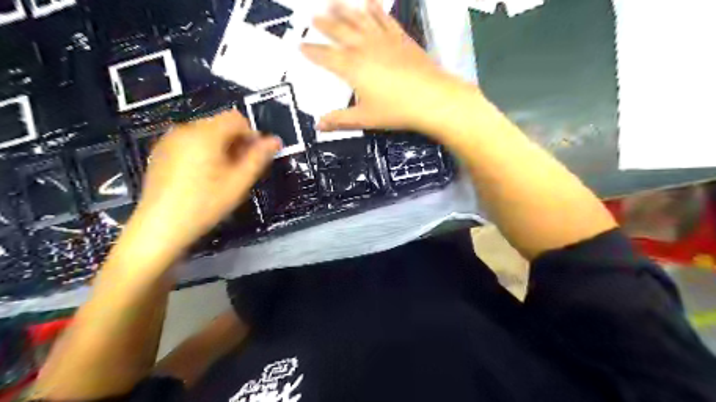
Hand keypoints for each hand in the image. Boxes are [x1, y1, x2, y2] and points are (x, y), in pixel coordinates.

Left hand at [131, 111, 282, 252]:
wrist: (160, 226)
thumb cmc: (205, 204)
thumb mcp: (238, 182)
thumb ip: (258, 157)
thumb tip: (275, 140)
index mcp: (206, 134)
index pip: (236, 118)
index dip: (251, 135)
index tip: (254, 157)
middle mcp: (185, 130)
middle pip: (220, 124)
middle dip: (236, 142)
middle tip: (240, 169)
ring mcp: (170, 140)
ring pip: (206, 134)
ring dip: (221, 147)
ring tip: (222, 175)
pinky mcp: (161, 152)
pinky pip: (190, 142)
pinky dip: (203, 152)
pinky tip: (203, 176)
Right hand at [300, 0, 473, 134]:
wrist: (431, 98)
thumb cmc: (397, 110)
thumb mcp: (365, 119)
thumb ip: (340, 120)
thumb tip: (320, 125)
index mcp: (352, 68)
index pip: (325, 57)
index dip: (312, 51)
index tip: (301, 45)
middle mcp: (364, 49)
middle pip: (339, 32)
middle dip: (324, 24)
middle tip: (313, 16)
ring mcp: (383, 40)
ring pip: (359, 20)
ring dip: (345, 11)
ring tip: (333, 2)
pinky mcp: (400, 38)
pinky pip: (384, 19)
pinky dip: (375, 10)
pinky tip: (370, 3)